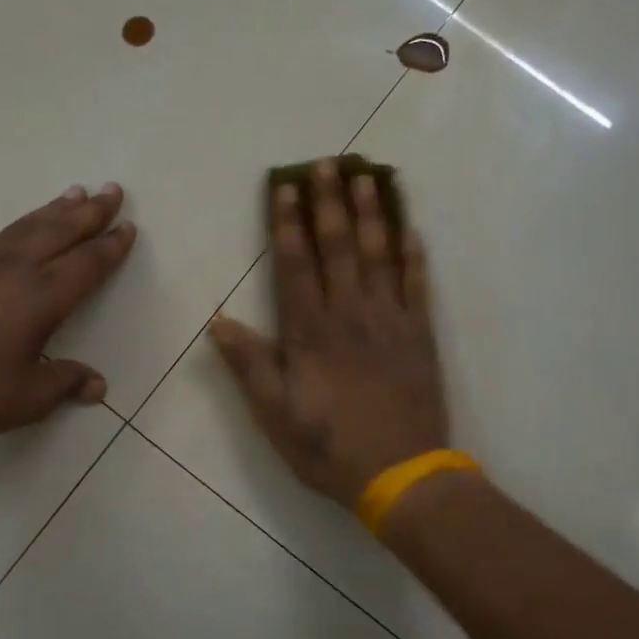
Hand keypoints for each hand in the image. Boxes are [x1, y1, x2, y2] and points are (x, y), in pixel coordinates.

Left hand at [0, 184, 135, 452]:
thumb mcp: (29, 398)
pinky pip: (2, 234)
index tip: (128, 227)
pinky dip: (24, 222)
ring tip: (77, 192)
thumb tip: (98, 386)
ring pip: (29, 226)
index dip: (110, 247)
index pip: (86, 264)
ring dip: (57, 209)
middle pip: (61, 231)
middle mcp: (15, 269)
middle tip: (113, 190)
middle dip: (91, 211)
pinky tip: (26, 225)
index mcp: (40, 298)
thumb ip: (66, 382)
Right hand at [209, 158, 448, 507]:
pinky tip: (410, 228)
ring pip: (379, 256)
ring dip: (371, 214)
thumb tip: (218, 320)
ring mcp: (390, 321)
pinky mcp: (420, 335)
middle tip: (326, 163)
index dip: (288, 225)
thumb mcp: (274, 415)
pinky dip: (414, 255)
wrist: (401, 475)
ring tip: (366, 177)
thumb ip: (249, 364)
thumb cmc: (329, 447)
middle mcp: (350, 315)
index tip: (284, 189)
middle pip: (338, 248)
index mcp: (310, 333)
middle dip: (329, 203)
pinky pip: (418, 285)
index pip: (295, 266)